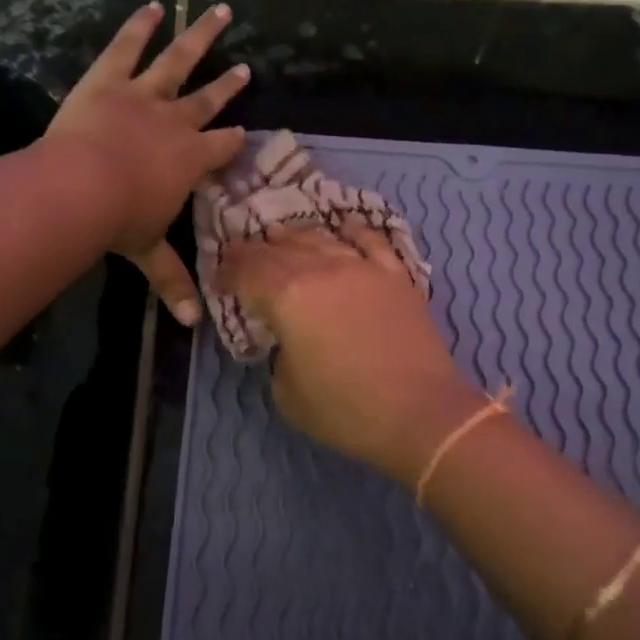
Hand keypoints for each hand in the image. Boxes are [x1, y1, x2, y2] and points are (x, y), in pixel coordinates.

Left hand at [46, 1, 249, 324]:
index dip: (234, 140)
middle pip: (209, 99)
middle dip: (227, 84)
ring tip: (219, 12)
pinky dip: (140, 25)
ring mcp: (145, 95)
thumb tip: (192, 325)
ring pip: (179, 62)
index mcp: (191, 159)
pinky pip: (128, 46)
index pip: (222, 147)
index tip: (243, 132)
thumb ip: (172, 281)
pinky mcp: (110, 79)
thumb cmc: (120, 220)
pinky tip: (153, 5)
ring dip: (200, 37)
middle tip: (243, 68)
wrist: (81, 187)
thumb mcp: (149, 252)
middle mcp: (177, 121)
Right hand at [217, 225, 482, 481]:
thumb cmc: (347, 410)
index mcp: (288, 296)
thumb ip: (278, 355)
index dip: (228, 272)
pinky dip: (352, 231)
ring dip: (295, 236)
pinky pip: (370, 241)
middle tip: (240, 253)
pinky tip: (343, 227)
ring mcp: (363, 268)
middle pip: (280, 250)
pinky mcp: (395, 276)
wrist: (421, 412)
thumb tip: (287, 338)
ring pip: (321, 239)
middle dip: (255, 251)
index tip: (218, 277)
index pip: (247, 273)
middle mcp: (322, 269)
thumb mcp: (287, 392)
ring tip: (280, 235)